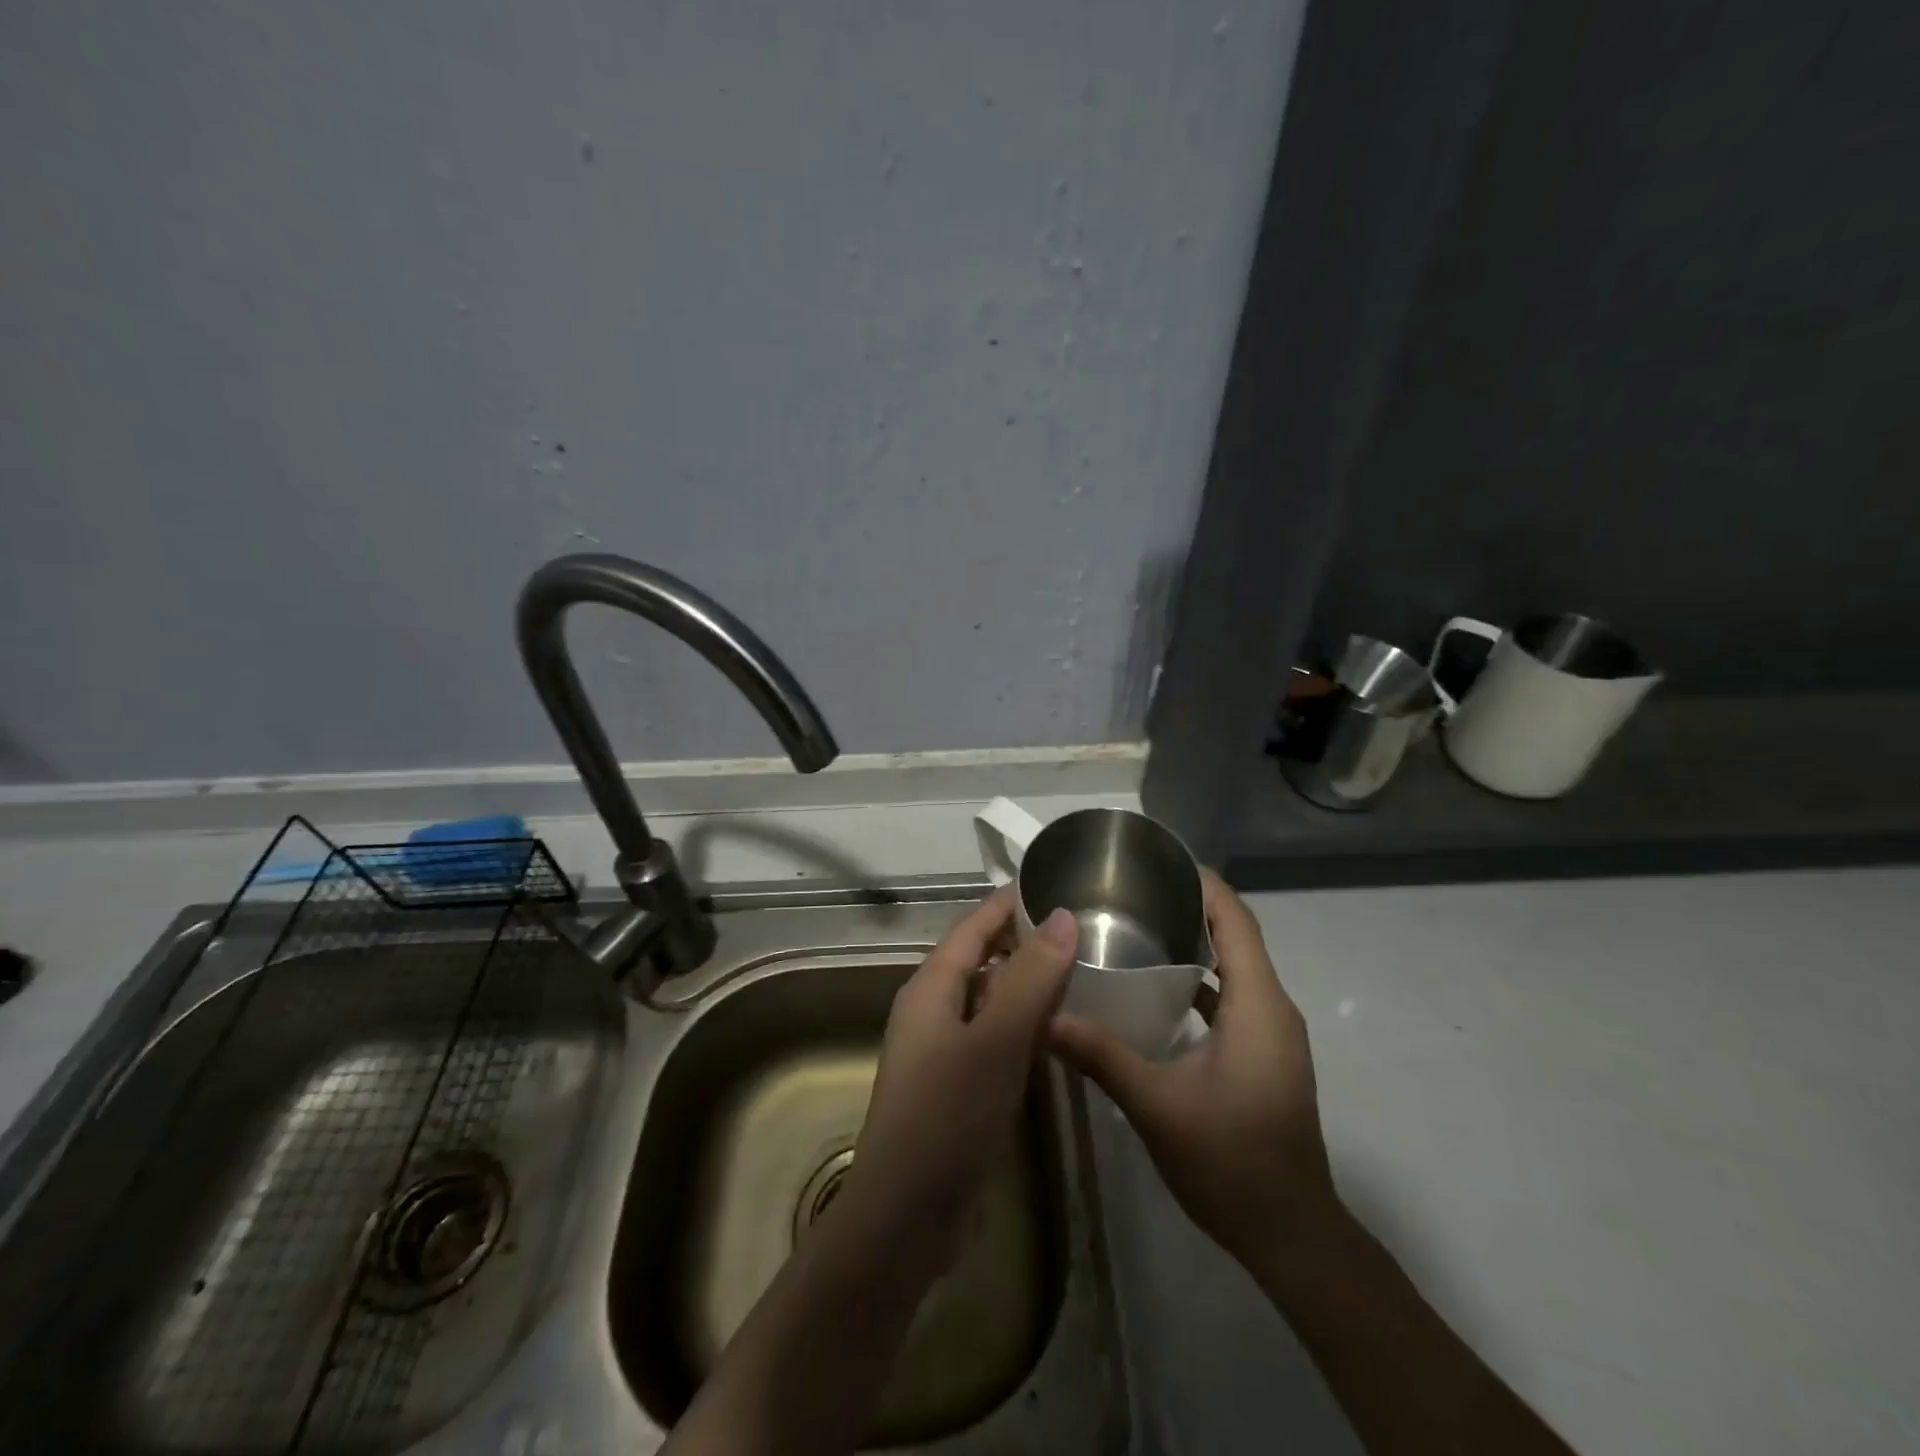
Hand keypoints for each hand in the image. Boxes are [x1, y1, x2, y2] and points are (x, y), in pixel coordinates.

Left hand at [840, 888, 1077, 1261]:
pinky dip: (1024, 1024)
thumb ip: (1031, 977)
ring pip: (991, 999)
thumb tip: (1064, 916)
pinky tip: (1057, 1030)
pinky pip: (994, 1036)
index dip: (1008, 902)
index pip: (973, 926)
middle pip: (981, 958)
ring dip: (1027, 982)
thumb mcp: (995, 1041)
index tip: (1051, 881)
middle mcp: (933, 1009)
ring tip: (1079, 970)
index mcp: (931, 987)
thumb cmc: (946, 1117)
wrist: (905, 1217)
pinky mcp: (958, 1084)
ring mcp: (944, 1049)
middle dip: (1024, 940)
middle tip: (1080, 928)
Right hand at [1049, 870, 1338, 1275]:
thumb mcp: (1157, 1106)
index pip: (1235, 920)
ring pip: (1234, 967)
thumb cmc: (1231, 1161)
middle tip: (1130, 891)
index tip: (1157, 860)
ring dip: (1194, 942)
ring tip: (1135, 926)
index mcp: (1258, 1005)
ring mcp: (1271, 1033)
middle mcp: (1272, 1008)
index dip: (1203, 883)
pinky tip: (1154, 987)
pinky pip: (1232, 997)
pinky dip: (1199, 979)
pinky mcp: (1263, 1054)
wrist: (1292, 1235)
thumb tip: (1046, 1018)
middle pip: (1235, 936)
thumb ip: (1102, 1055)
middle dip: (1189, 905)